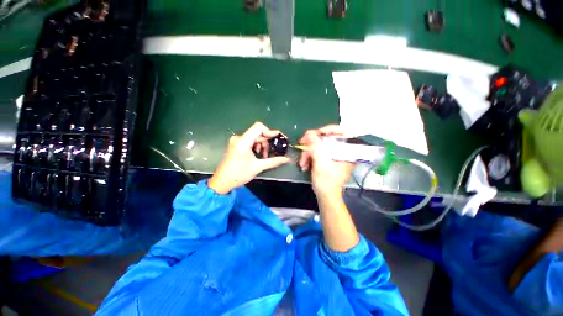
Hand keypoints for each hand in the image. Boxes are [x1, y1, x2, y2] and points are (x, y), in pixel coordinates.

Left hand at [208, 122, 290, 193]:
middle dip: (266, 142)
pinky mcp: (236, 145)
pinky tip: (257, 155)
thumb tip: (287, 159)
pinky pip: (249, 141)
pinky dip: (256, 147)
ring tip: (264, 157)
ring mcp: (236, 141)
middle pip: (257, 133)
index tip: (278, 138)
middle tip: (270, 153)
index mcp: (243, 141)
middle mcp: (239, 138)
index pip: (258, 127)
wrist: (222, 182)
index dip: (270, 131)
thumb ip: (274, 161)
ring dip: (261, 145)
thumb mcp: (258, 167)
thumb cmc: (239, 174)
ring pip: (254, 138)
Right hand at [298, 125, 353, 196]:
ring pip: (319, 146)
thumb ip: (315, 145)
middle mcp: (342, 150)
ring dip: (308, 153)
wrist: (325, 195)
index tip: (313, 134)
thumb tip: (309, 133)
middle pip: (326, 139)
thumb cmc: (326, 180)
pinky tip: (305, 165)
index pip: (339, 131)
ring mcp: (334, 155)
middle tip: (302, 146)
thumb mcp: (320, 161)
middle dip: (311, 145)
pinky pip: (318, 152)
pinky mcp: (328, 159)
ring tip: (302, 163)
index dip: (325, 130)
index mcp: (346, 150)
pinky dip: (310, 157)